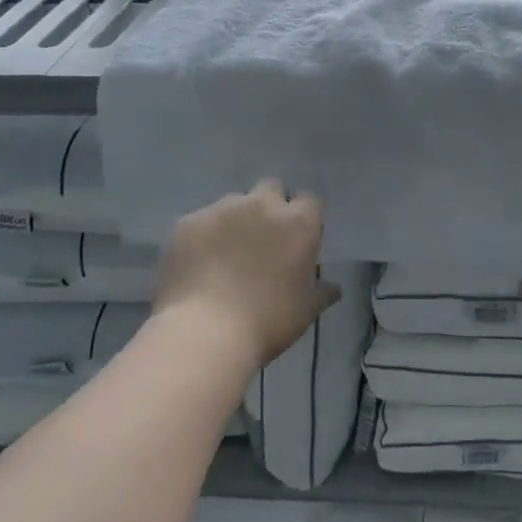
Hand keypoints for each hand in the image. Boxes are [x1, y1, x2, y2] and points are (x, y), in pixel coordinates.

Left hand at [153, 180, 340, 370]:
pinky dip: (204, 236)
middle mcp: (262, 205)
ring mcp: (221, 209)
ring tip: (226, 255)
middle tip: (264, 241)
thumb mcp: (305, 311)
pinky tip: (199, 265)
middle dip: (271, 206)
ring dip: (236, 220)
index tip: (298, 240)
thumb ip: (322, 292)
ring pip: (234, 203)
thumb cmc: (267, 321)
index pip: (310, 201)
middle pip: (271, 188)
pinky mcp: (187, 222)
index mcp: (298, 222)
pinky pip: (201, 222)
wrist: (204, 332)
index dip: (305, 217)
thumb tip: (333, 288)